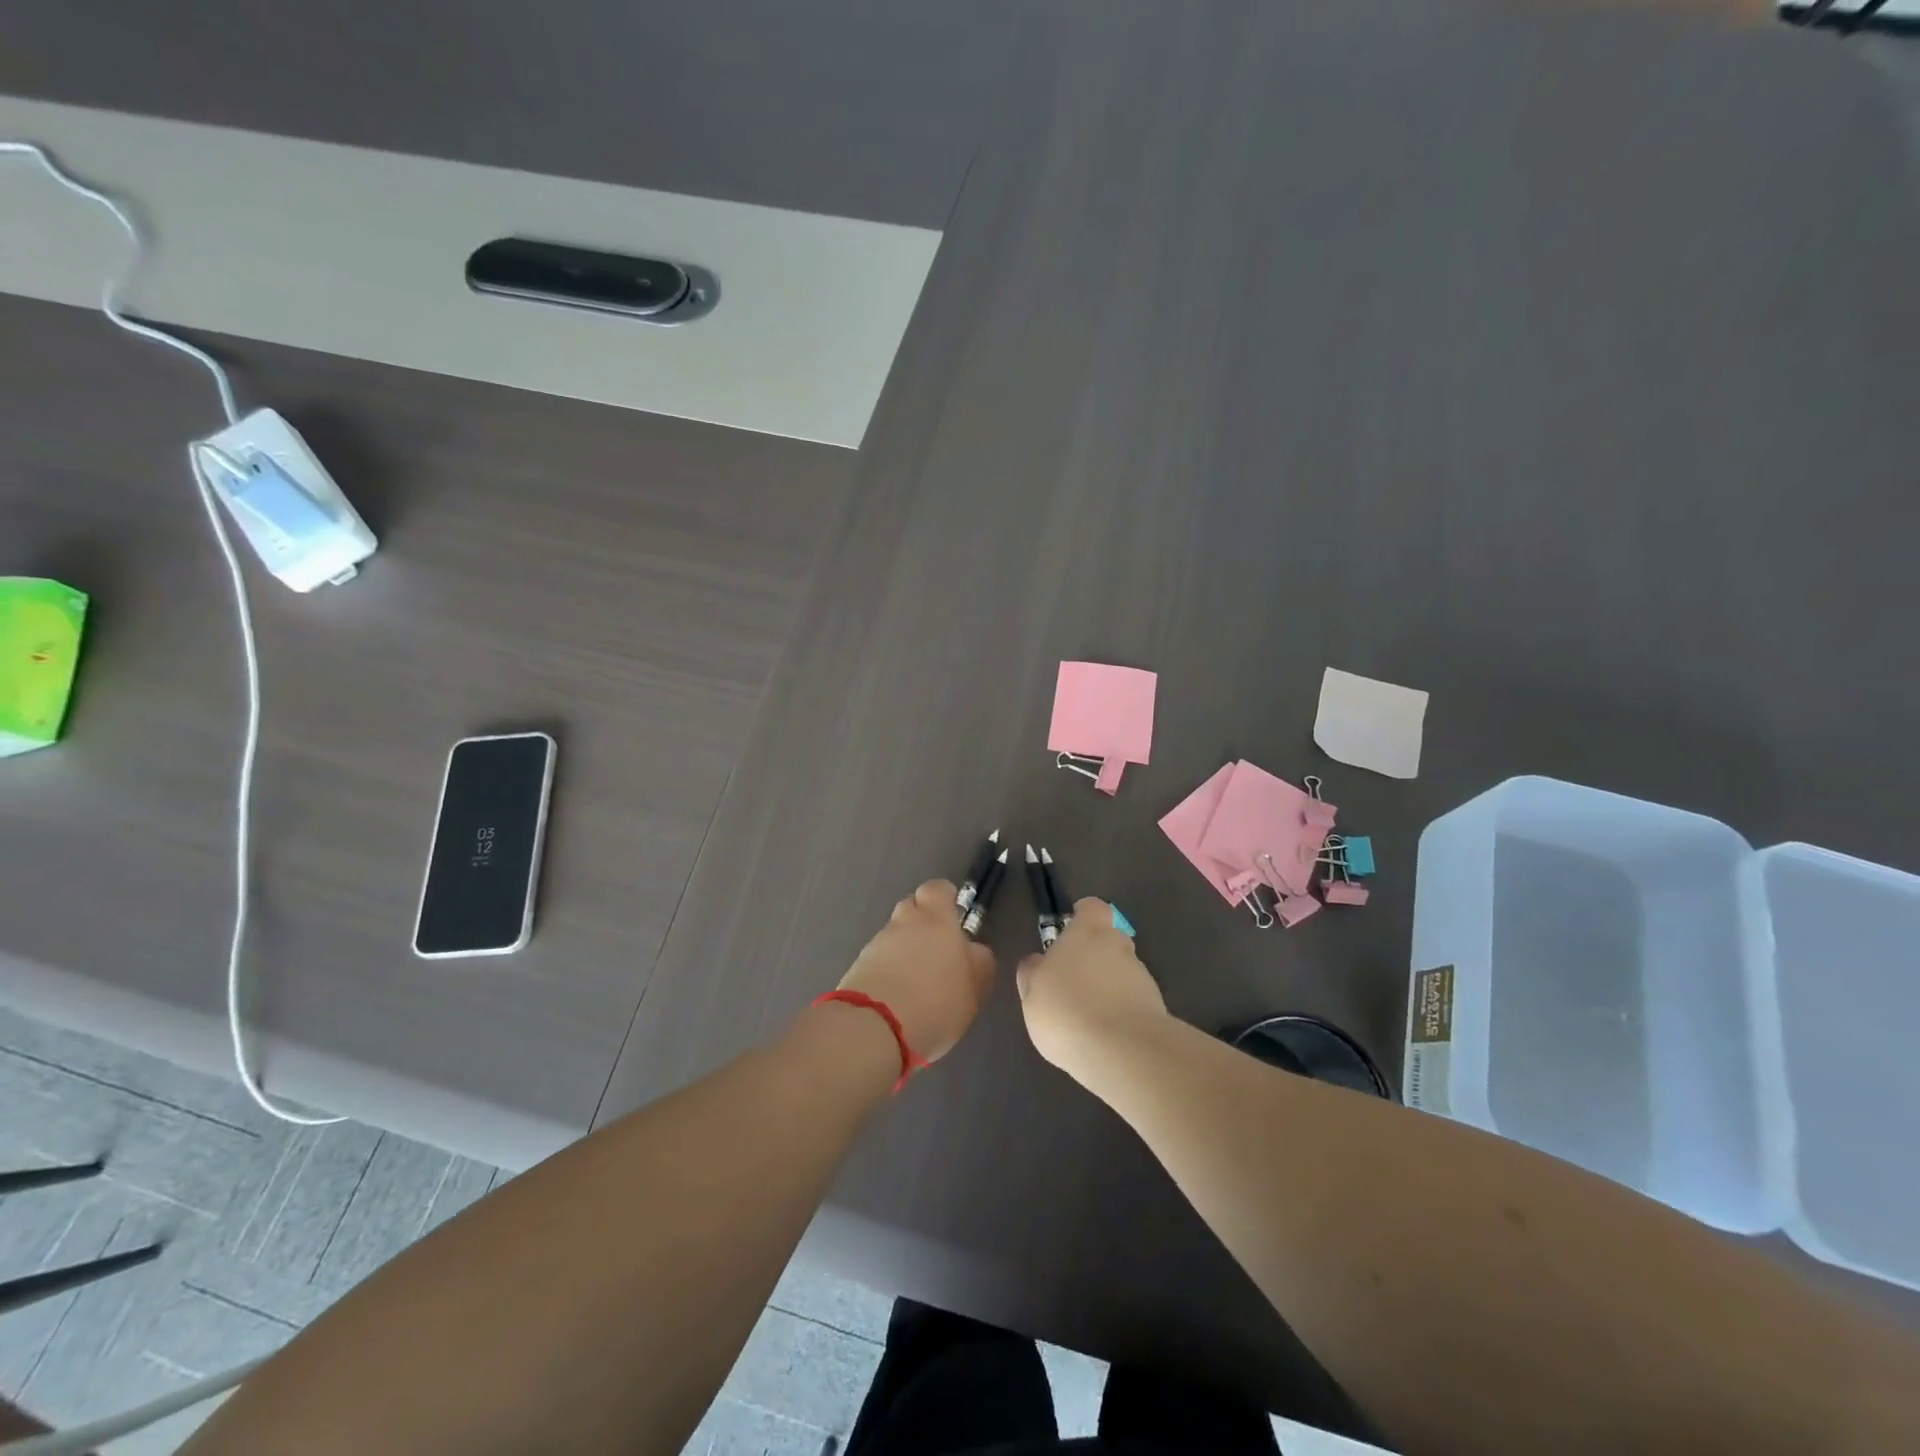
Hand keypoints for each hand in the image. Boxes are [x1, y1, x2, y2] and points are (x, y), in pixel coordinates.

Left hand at [836, 881, 995, 1063]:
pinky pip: (879, 958)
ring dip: (905, 949)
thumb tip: (973, 950)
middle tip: (937, 951)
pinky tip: (898, 995)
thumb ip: (978, 963)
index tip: (954, 917)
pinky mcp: (858, 965)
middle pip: (912, 908)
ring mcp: (877, 942)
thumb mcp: (974, 989)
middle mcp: (904, 922)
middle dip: (923, 923)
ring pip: (895, 935)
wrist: (873, 1027)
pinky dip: (889, 969)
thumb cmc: (936, 1003)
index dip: (946, 899)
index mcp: (937, 919)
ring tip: (917, 982)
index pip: (938, 889)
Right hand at [1016, 898, 1168, 1081]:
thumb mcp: (1032, 992)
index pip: (1092, 908)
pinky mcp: (1156, 1007)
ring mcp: (1142, 976)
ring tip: (1089, 1015)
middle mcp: (1118, 946)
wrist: (1124, 1051)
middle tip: (1075, 979)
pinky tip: (1106, 1035)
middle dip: (1096, 954)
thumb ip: (1033, 972)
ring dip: (1110, 985)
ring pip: (1123, 972)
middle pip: (1110, 939)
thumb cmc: (1067, 1010)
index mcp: (1087, 932)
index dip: (1083, 915)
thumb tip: (1037, 961)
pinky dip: (1122, 1010)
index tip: (1072, 928)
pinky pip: (1134, 1001)